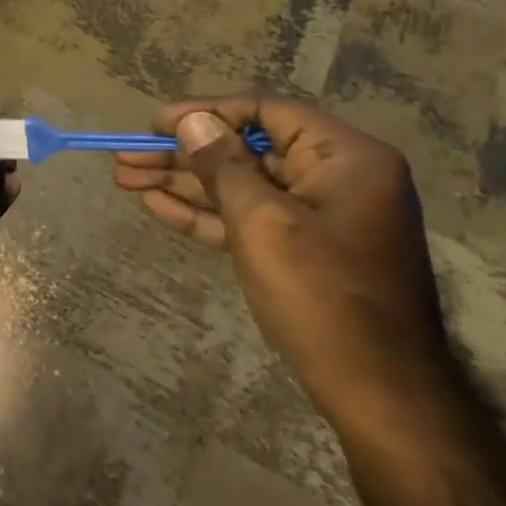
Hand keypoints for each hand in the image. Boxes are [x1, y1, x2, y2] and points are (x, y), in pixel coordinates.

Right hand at [114, 95, 456, 425]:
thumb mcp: (262, 221)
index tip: (155, 125)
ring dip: (183, 183)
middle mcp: (334, 177)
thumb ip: (223, 164)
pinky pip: (248, 218)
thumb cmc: (322, 295)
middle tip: (126, 157)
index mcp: (344, 157)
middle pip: (245, 149)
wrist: (379, 394)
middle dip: (182, 154)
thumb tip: (191, 120)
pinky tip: (156, 206)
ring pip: (240, 185)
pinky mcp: (302, 249)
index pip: (265, 111)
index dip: (205, 112)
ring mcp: (317, 216)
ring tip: (125, 178)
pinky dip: (206, 213)